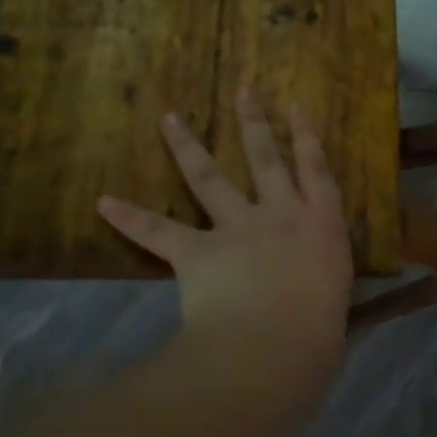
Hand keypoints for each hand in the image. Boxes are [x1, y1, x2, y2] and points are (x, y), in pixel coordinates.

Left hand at [97, 90, 353, 390]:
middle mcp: (280, 215)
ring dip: (187, 147)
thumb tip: (310, 292)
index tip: (296, 105)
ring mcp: (237, 229)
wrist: (274, 345)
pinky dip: (130, 218)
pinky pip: (158, 232)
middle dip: (254, 123)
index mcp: (321, 226)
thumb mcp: (333, 300)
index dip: (306, 136)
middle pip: (265, 159)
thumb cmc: (318, 332)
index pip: (316, 170)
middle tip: (242, 91)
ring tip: (169, 119)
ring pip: (209, 179)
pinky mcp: (197, 252)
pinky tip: (103, 202)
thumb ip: (320, 282)